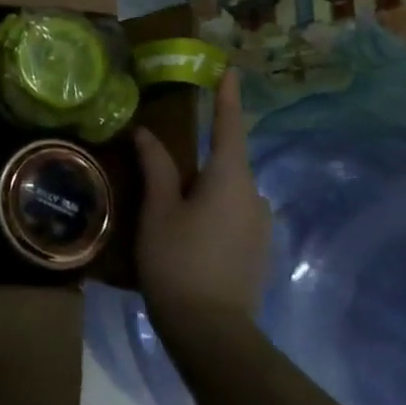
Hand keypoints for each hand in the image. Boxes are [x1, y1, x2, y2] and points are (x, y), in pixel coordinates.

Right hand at [134, 69, 271, 323]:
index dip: (227, 97)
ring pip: (229, 191)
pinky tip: (188, 230)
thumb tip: (145, 132)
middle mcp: (254, 197)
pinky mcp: (258, 252)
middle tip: (166, 159)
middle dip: (201, 156)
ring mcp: (260, 227)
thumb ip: (156, 166)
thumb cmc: (178, 261)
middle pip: (226, 163)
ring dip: (204, 188)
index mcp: (231, 179)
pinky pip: (234, 215)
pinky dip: (212, 210)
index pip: (229, 127)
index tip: (228, 70)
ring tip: (170, 201)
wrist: (213, 334)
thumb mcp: (158, 209)